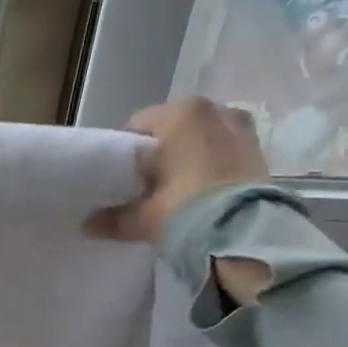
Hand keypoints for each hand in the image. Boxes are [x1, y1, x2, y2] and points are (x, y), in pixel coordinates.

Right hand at [85, 96, 272, 304]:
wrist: (245, 236)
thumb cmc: (186, 211)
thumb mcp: (145, 217)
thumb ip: (115, 218)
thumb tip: (87, 227)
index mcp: (180, 114)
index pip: (138, 126)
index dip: (126, 153)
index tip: (122, 178)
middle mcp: (214, 110)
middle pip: (174, 128)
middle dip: (162, 152)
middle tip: (149, 185)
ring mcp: (242, 129)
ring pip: (203, 138)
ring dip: (190, 156)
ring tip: (179, 189)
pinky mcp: (260, 152)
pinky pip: (226, 151)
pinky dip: (214, 165)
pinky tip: (204, 192)